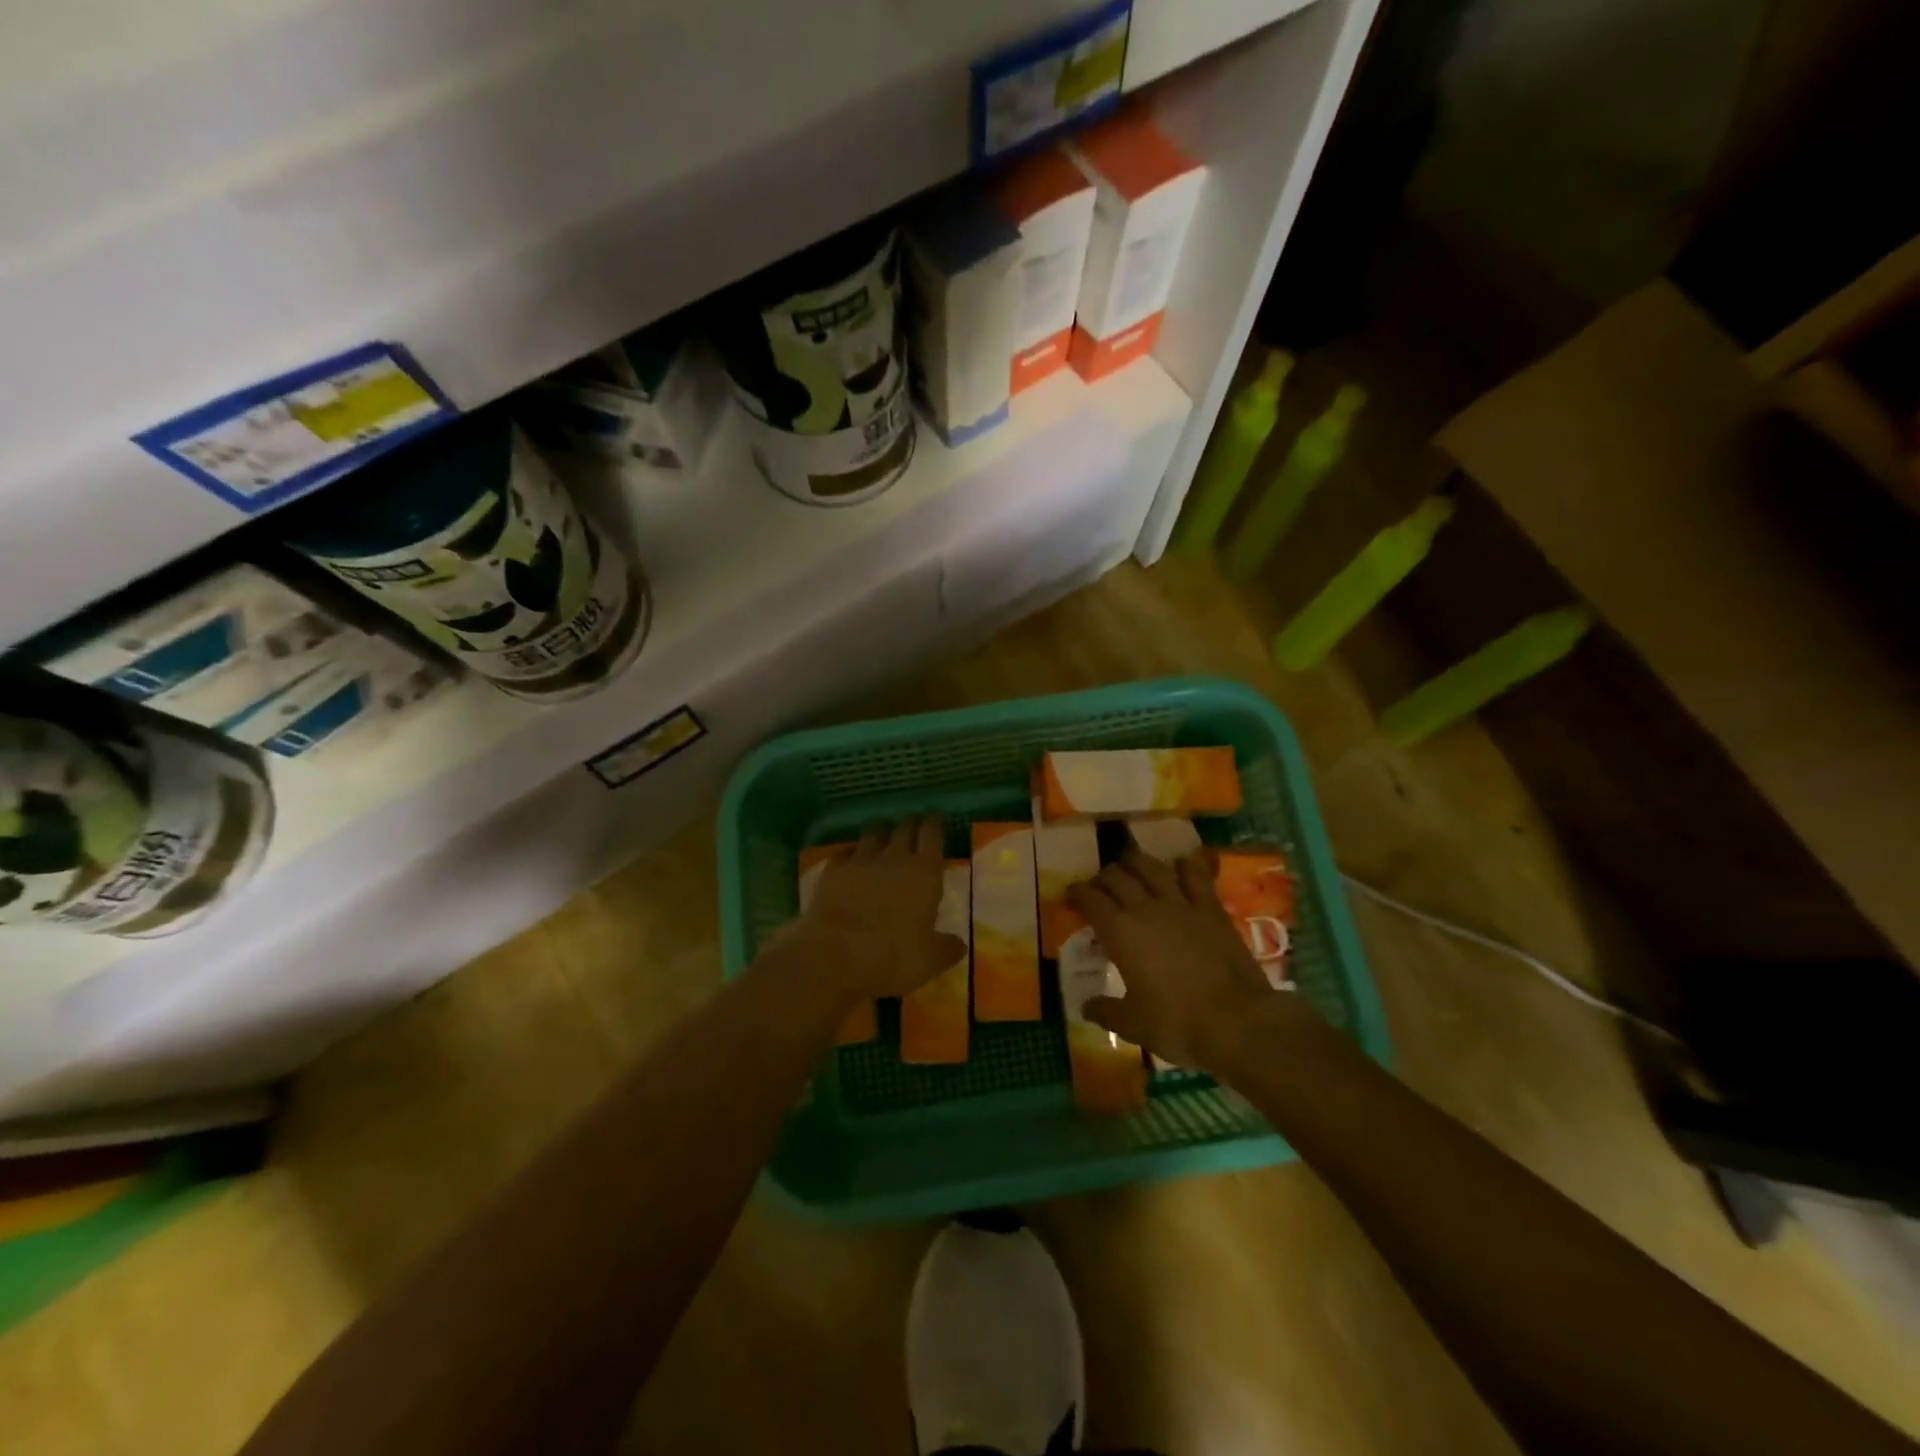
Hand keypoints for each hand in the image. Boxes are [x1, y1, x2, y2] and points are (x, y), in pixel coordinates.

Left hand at [781, 816, 965, 1001]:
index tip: (936, 819)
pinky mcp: (832, 870)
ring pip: (873, 833)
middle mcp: (894, 857)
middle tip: (913, 826)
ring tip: (882, 836)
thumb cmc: (892, 956)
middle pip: (904, 827)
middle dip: (910, 824)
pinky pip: (845, 852)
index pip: (932, 834)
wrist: (834, 955)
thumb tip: (959, 944)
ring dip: (881, 832)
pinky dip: (852, 852)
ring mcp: (860, 861)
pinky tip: (851, 859)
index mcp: (925, 873)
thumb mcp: (930, 960)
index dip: (935, 823)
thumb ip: (947, 948)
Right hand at [1067, 847, 1283, 1073]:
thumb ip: (1106, 1011)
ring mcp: (1181, 904)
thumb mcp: (1133, 1025)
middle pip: (1117, 877)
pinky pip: (1196, 875)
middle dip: (1104, 877)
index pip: (1090, 900)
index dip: (1077, 893)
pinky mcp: (1211, 908)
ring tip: (1130, 864)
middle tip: (1100, 885)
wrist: (1237, 1021)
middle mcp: (1145, 908)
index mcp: (1119, 932)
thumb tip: (1086, 1007)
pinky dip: (1185, 865)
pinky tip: (1181, 863)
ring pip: (1151, 867)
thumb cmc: (1177, 1023)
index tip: (1071, 894)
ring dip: (1136, 862)